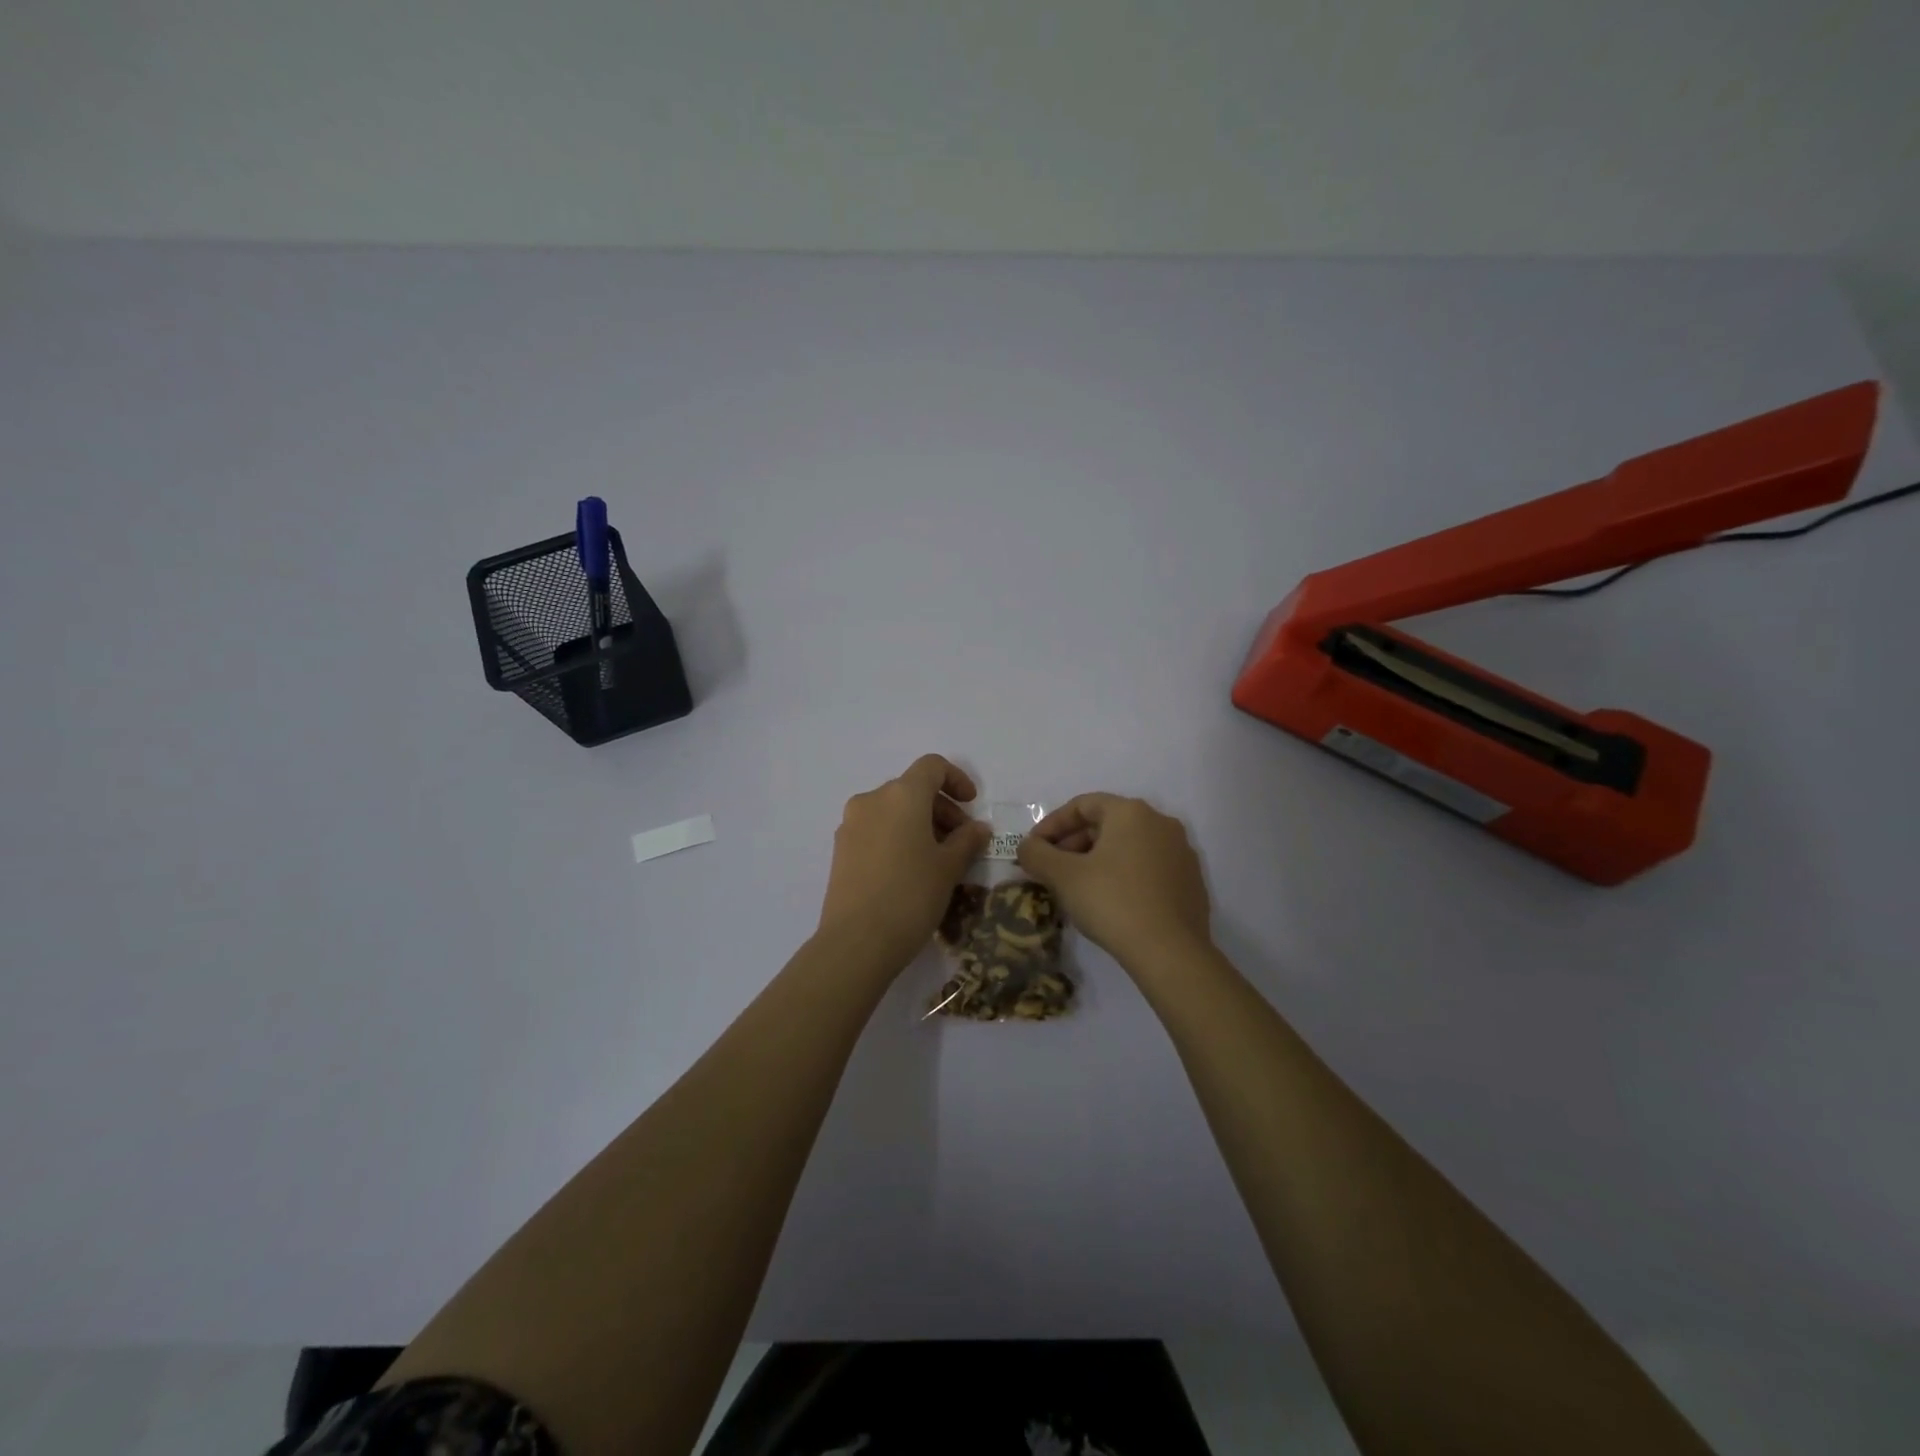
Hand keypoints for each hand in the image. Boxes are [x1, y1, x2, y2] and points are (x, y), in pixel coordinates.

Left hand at [816, 755, 993, 974]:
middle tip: (961, 841)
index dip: (956, 779)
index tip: (972, 806)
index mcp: (901, 795)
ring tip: (938, 859)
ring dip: (919, 823)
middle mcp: (872, 800)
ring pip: (892, 810)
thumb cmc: (911, 895)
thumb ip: (967, 840)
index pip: (931, 766)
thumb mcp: (949, 868)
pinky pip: (876, 829)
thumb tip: (978, 828)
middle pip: (912, 789)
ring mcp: (851, 824)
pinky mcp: (841, 848)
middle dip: (941, 808)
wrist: (856, 941)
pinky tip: (910, 870)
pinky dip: (897, 836)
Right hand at [1017, 794, 1212, 969]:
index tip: (1033, 848)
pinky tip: (1110, 901)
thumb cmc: (1112, 902)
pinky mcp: (1191, 881)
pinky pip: (1148, 867)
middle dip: (1074, 843)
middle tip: (1052, 869)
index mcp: (1131, 812)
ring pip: (1128, 846)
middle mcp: (1161, 823)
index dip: (1052, 824)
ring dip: (1097, 860)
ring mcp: (1181, 852)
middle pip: (1107, 824)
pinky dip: (1124, 875)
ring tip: (1076, 887)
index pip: (1083, 805)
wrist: (1170, 952)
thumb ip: (1037, 854)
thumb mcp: (1063, 877)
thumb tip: (1027, 847)